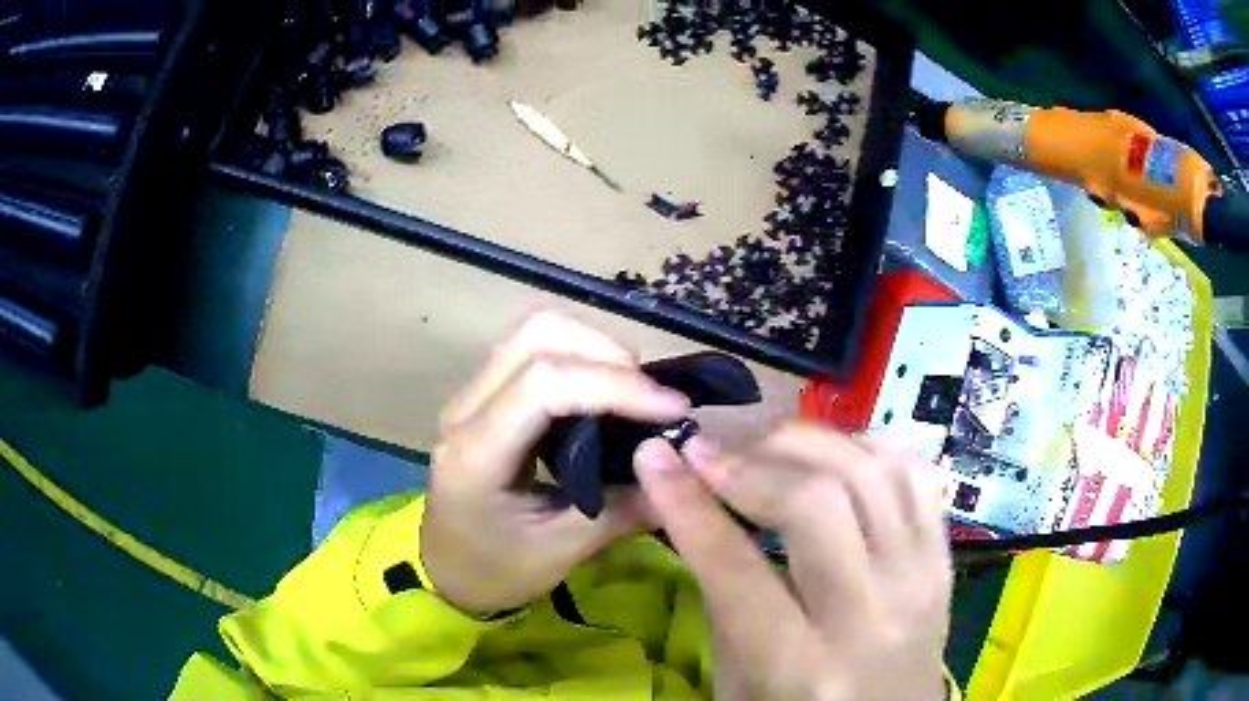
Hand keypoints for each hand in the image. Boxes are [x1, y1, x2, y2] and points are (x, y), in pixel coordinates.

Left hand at [420, 312, 688, 615]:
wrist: (444, 570)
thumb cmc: (494, 570)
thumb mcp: (560, 553)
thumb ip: (622, 511)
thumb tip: (683, 474)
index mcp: (476, 455)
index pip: (545, 385)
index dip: (615, 386)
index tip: (672, 410)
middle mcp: (466, 409)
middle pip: (537, 336)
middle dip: (607, 353)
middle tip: (652, 398)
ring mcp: (471, 395)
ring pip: (535, 333)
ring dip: (595, 349)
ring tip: (634, 393)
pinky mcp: (485, 395)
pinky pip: (534, 351)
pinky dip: (580, 358)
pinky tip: (605, 396)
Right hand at [635, 423, 951, 700]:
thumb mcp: (737, 679)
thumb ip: (723, 596)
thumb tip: (693, 500)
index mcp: (802, 667)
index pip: (737, 569)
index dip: (687, 504)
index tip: (654, 456)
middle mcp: (871, 616)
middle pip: (816, 503)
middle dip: (749, 464)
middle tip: (708, 453)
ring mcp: (920, 580)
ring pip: (871, 472)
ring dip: (806, 444)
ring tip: (763, 447)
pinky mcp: (943, 560)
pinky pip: (915, 475)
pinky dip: (866, 449)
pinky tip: (830, 457)